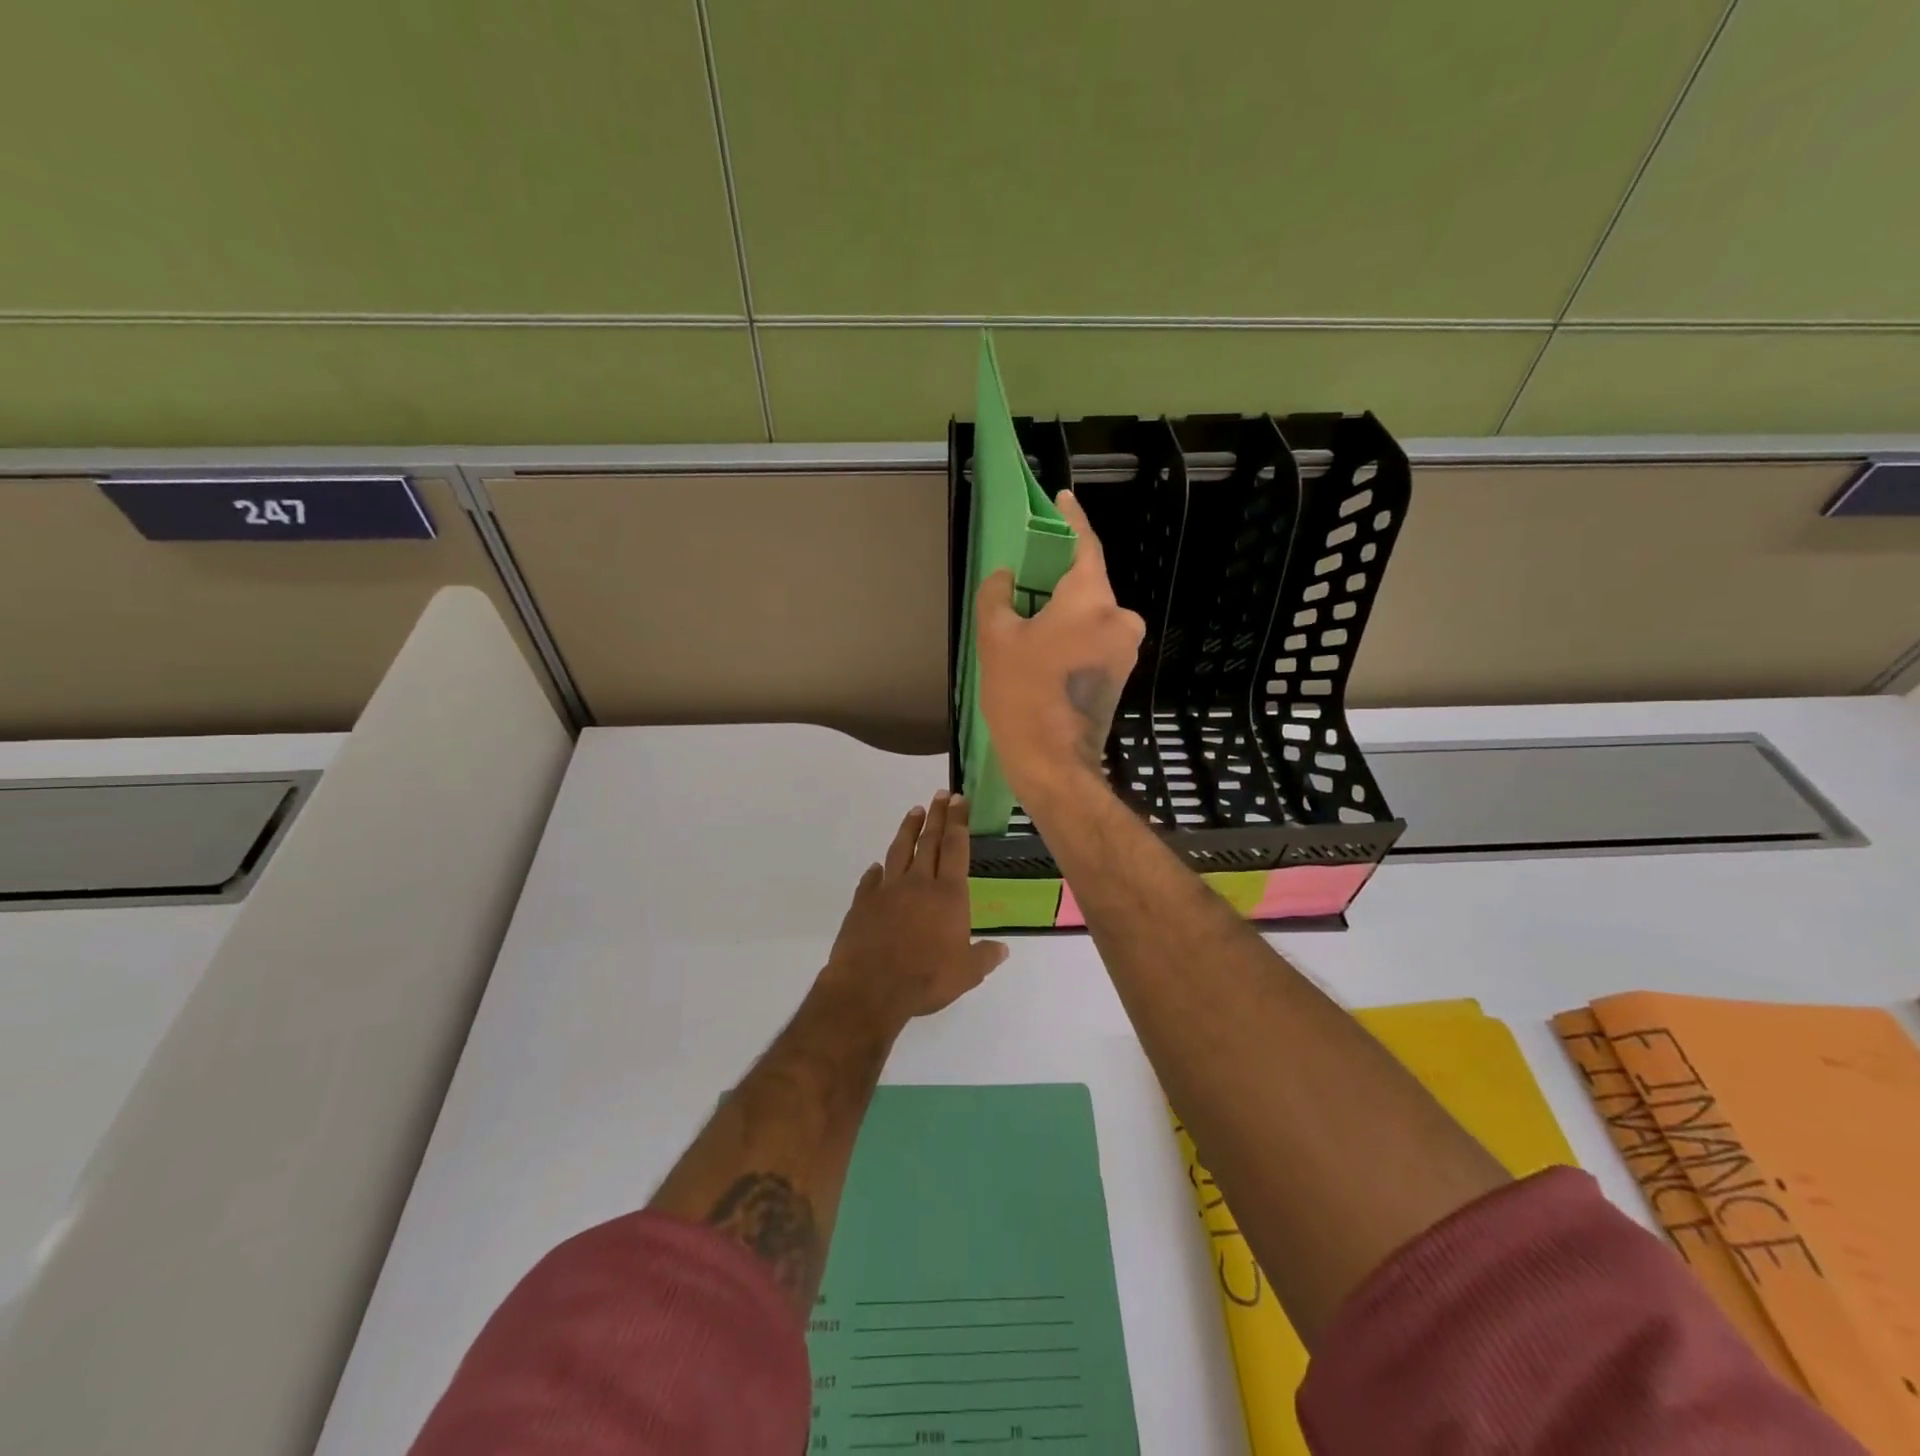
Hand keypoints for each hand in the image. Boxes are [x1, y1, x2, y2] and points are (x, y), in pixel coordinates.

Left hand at [821, 791, 1008, 1026]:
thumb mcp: (966, 974)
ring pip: (900, 851)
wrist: (870, 988)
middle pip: (930, 841)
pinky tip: (877, 866)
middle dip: (937, 815)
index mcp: (949, 895)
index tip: (959, 800)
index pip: (956, 848)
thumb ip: (984, 958)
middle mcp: (919, 883)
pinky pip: (871, 880)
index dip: (959, 822)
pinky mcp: (863, 903)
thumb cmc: (926, 979)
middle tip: (941, 794)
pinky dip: (876, 870)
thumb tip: (1002, 949)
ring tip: (915, 811)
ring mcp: (888, 890)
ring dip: (909, 829)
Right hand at [974, 491, 1145, 809]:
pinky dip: (1070, 634)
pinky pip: (1093, 638)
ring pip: (1090, 614)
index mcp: (1093, 599)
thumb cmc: (1023, 695)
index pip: (1085, 544)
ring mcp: (1124, 649)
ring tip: (1025, 620)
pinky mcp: (1119, 673)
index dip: (1071, 519)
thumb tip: (1006, 578)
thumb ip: (998, 595)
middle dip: (1057, 580)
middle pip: (1087, 584)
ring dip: (1062, 612)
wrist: (1053, 763)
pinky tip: (1042, 648)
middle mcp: (1119, 618)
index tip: (1062, 498)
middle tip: (1023, 580)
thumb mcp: (996, 639)